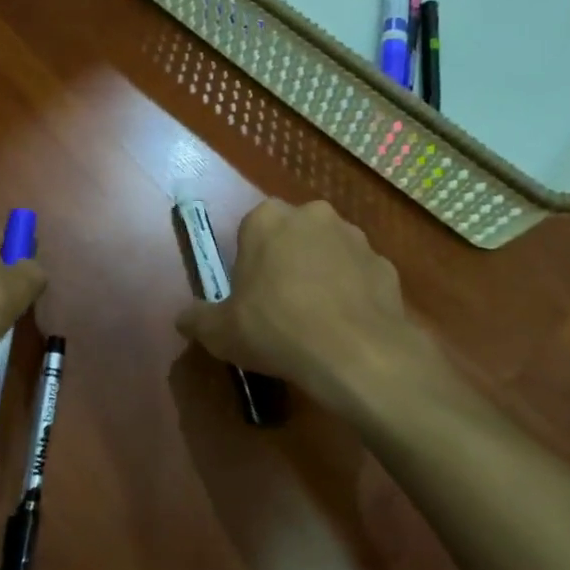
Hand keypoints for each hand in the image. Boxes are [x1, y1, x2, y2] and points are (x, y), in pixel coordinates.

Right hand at [176, 199, 438, 414]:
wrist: (355, 353)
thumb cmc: (275, 329)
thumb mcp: (220, 332)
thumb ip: (197, 319)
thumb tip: (183, 318)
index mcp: (267, 219)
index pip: (250, 230)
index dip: (249, 262)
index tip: (249, 294)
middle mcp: (313, 215)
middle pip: (292, 235)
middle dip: (287, 261)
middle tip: (280, 305)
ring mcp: (355, 237)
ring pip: (330, 251)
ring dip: (322, 273)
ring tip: (317, 319)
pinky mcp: (386, 264)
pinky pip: (360, 275)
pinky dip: (353, 292)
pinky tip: (346, 326)